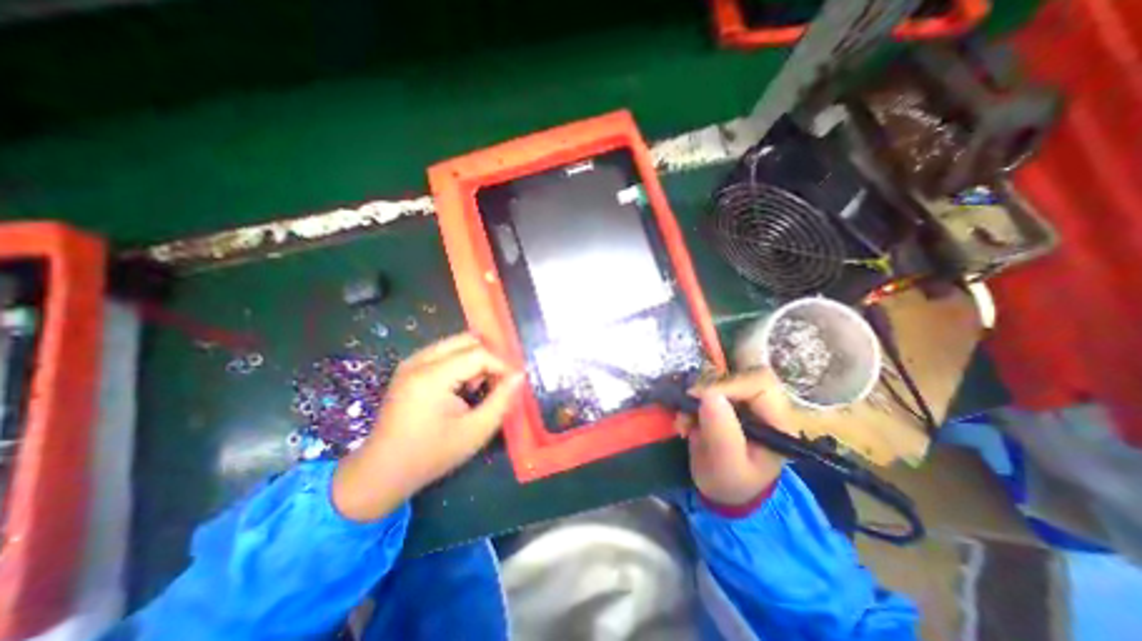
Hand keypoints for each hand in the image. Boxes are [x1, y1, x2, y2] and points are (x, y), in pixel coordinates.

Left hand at [333, 332, 522, 522]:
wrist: (383, 471)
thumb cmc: (432, 454)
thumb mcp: (475, 431)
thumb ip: (502, 400)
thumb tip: (520, 375)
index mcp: (431, 377)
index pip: (478, 353)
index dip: (501, 365)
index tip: (512, 384)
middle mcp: (419, 361)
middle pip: (467, 340)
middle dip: (488, 358)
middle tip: (497, 383)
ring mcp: (411, 362)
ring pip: (456, 343)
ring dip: (475, 360)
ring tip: (479, 388)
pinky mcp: (409, 368)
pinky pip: (444, 352)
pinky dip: (461, 363)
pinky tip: (462, 387)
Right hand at [676, 369, 794, 507]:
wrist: (722, 490)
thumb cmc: (732, 483)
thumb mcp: (727, 466)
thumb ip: (722, 432)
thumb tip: (709, 394)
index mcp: (776, 420)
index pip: (759, 382)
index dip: (729, 385)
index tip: (700, 399)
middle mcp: (762, 404)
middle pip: (738, 373)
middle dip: (708, 389)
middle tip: (688, 410)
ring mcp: (742, 400)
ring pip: (718, 377)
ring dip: (695, 397)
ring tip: (684, 423)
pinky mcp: (724, 400)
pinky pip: (705, 387)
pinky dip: (690, 401)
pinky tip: (684, 422)